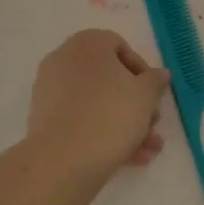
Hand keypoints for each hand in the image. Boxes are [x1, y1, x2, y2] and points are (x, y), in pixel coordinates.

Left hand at [23, 29, 169, 182]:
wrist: (63, 161)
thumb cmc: (110, 115)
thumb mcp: (145, 96)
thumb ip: (155, 81)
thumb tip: (159, 74)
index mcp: (87, 43)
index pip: (119, 46)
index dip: (142, 71)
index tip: (153, 95)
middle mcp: (64, 59)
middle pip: (109, 78)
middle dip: (136, 104)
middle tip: (152, 125)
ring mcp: (50, 90)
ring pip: (96, 102)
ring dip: (125, 124)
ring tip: (147, 151)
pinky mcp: (44, 119)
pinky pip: (80, 119)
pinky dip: (102, 133)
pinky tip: (128, 158)